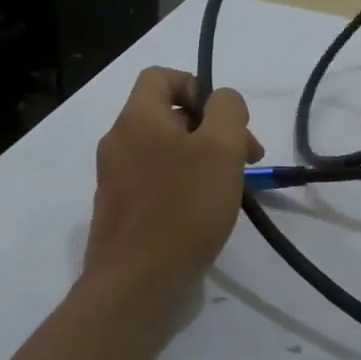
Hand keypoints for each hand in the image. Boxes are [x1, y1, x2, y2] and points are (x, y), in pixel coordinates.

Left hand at [83, 67, 262, 298]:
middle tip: (245, 158)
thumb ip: (227, 110)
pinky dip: (183, 185)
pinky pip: (156, 181)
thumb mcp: (221, 147)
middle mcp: (119, 141)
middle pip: (167, 115)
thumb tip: (222, 101)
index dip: (196, 86)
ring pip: (164, 150)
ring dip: (201, 158)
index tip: (224, 119)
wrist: (137, 283)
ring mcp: (115, 178)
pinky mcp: (120, 210)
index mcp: (137, 118)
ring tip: (232, 187)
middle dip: (211, 128)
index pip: (160, 76)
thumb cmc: (184, 207)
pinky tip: (206, 212)